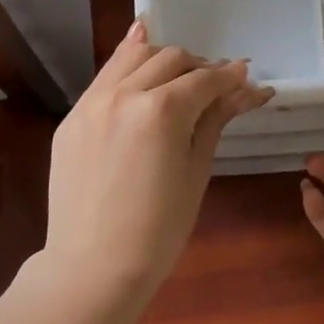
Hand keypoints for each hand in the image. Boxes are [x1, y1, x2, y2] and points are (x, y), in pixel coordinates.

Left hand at [44, 19, 272, 307]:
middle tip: (216, 86)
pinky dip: (128, 64)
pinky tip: (142, 58)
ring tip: (179, 78)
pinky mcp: (73, 116)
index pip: (205, 79)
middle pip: (172, 58)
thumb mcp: (197, 170)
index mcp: (161, 111)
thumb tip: (250, 87)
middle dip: (199, 67)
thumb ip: (217, 118)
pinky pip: (105, 76)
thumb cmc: (159, 229)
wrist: (93, 268)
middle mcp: (125, 94)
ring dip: (163, 59)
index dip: (230, 77)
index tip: (246, 76)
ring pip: (135, 55)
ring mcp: (93, 103)